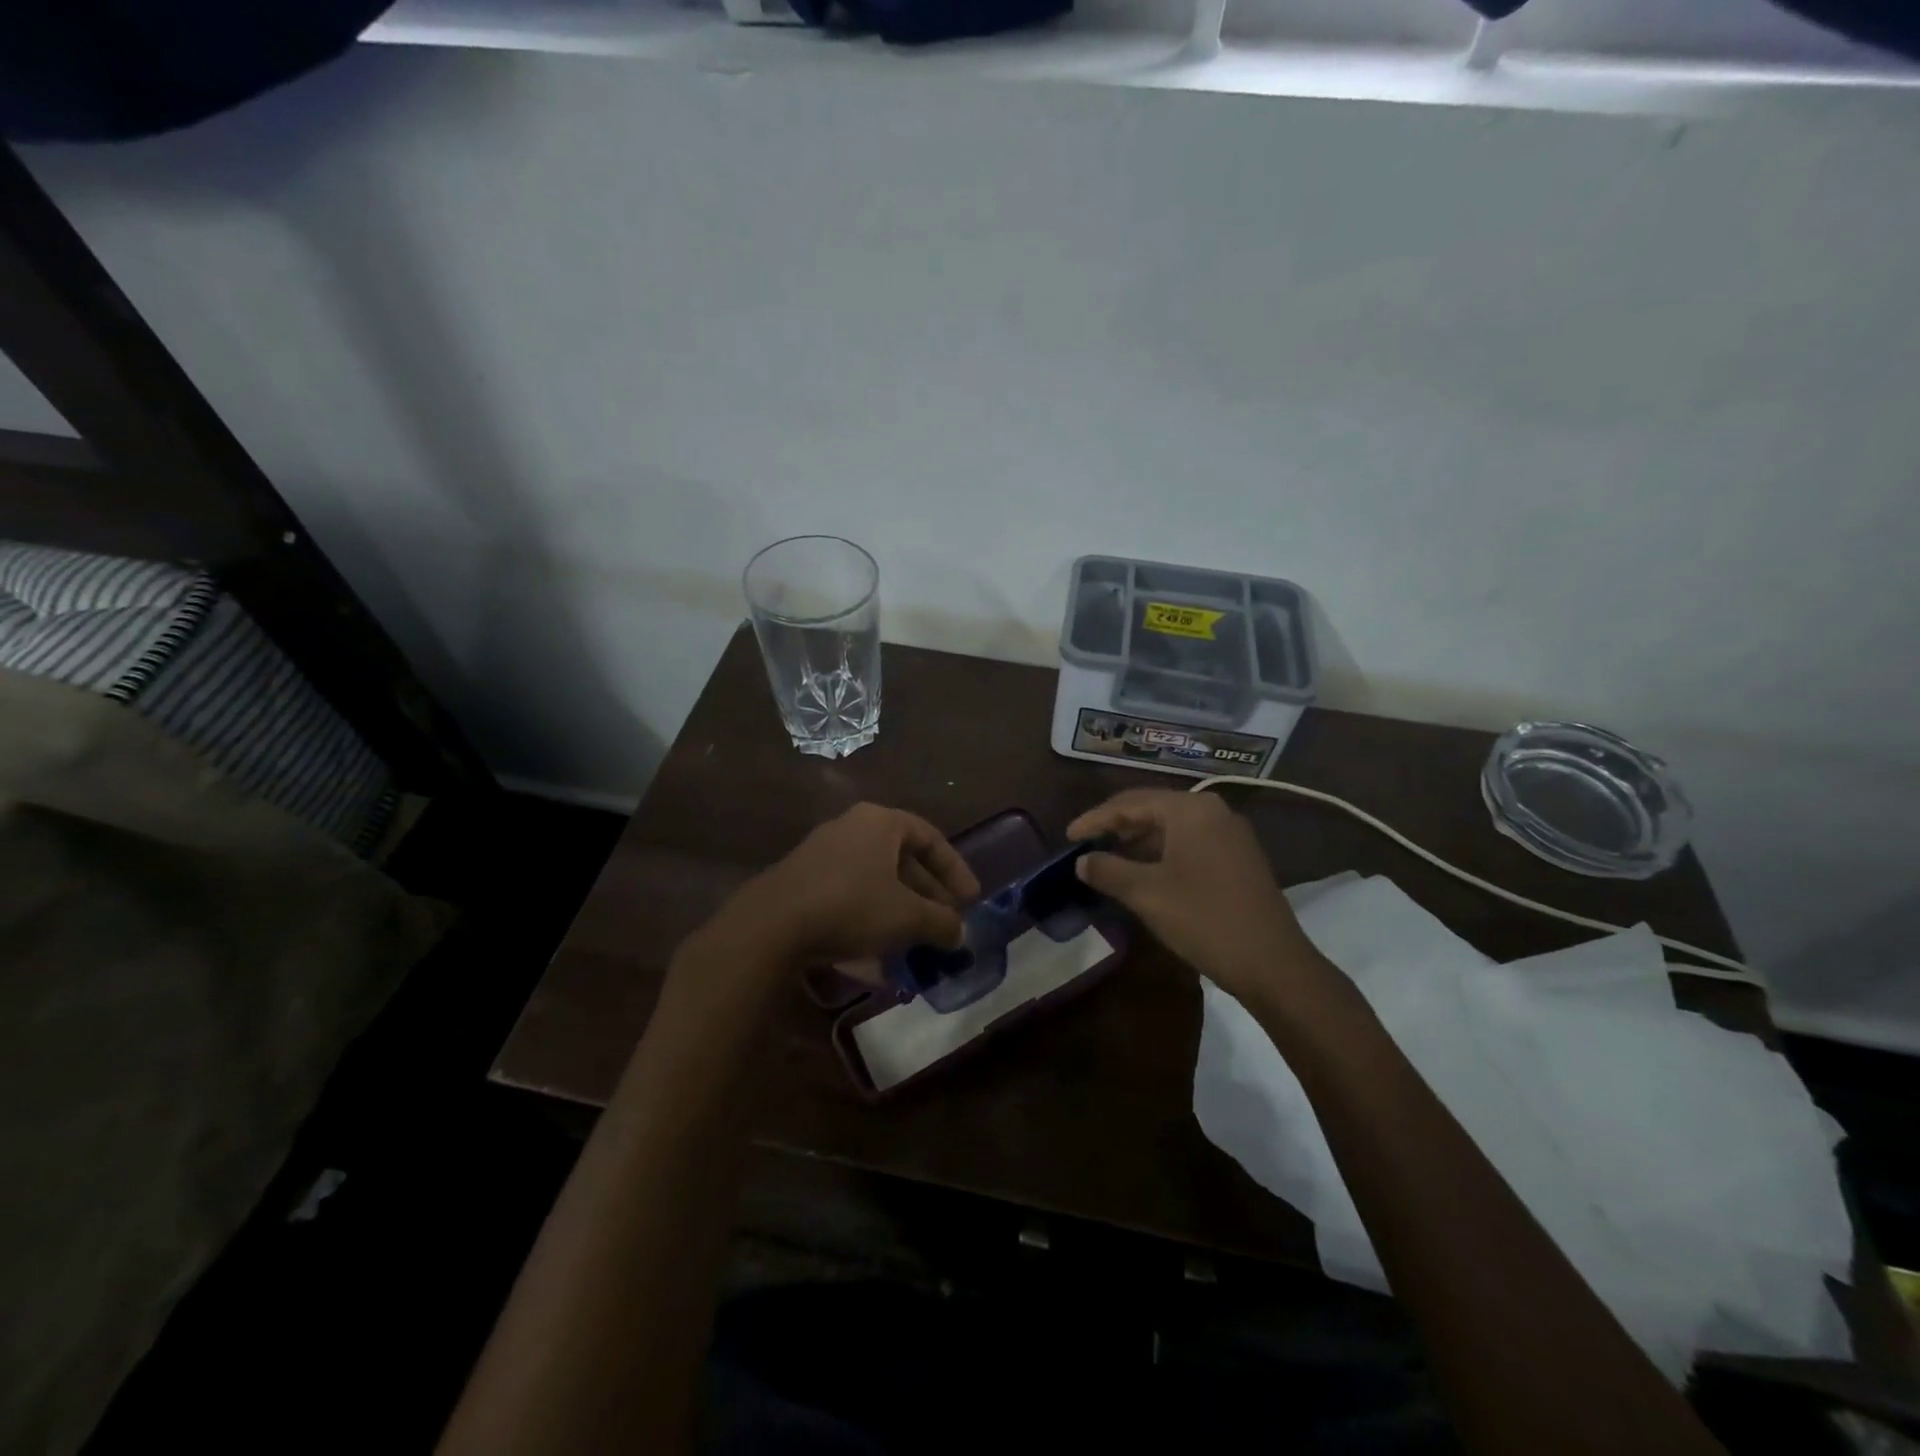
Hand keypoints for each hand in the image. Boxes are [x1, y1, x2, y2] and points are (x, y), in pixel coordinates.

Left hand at [720, 802, 980, 966]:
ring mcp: (823, 853)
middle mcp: (852, 828)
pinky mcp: (803, 882)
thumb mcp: (907, 917)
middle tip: (946, 924)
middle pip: (902, 859)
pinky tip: (878, 955)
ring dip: (900, 910)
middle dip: (927, 895)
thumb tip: (960, 933)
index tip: (971, 900)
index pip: (930, 837)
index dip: (955, 869)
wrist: (771, 925)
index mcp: (881, 822)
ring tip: (917, 943)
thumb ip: (941, 922)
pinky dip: (871, 919)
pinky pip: (850, 895)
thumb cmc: (851, 906)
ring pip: (876, 880)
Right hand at [1068, 788, 1323, 1000]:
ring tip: (1109, 860)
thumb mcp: (1146, 894)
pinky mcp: (1239, 858)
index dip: (1095, 819)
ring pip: (1172, 828)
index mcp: (1190, 809)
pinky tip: (1145, 874)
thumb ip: (1108, 870)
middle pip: (1153, 809)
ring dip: (1138, 842)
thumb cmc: (1204, 919)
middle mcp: (1213, 811)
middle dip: (1117, 827)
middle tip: (1087, 845)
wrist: (1273, 964)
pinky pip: (1190, 844)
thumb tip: (1082, 861)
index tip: (1068, 836)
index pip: (1130, 802)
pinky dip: (1161, 854)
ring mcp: (1231, 835)